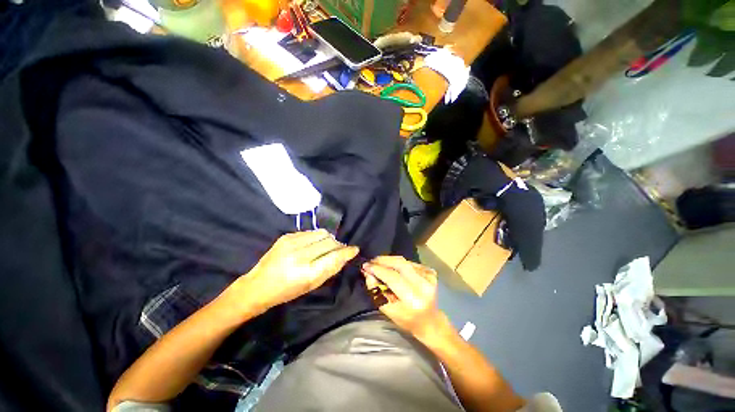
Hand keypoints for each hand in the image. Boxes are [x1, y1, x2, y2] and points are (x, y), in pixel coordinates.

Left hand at [231, 230, 358, 314]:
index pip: (334, 257)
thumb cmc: (287, 291)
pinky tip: (312, 245)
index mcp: (306, 273)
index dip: (347, 252)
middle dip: (338, 245)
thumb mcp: (312, 285)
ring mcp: (291, 243)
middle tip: (339, 250)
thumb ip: (331, 269)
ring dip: (328, 239)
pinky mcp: (286, 236)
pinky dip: (316, 237)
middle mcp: (299, 255)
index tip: (354, 249)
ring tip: (325, 247)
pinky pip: (310, 232)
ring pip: (322, 233)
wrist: (258, 285)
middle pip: (330, 241)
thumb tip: (346, 254)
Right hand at [362, 256, 449, 342]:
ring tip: (379, 263)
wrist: (430, 321)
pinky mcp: (431, 272)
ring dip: (390, 260)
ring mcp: (429, 277)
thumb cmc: (407, 320)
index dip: (378, 269)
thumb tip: (367, 272)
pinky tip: (392, 267)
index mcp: (413, 299)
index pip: (393, 277)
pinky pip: (410, 262)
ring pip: (404, 261)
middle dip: (383, 260)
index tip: (365, 265)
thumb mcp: (388, 310)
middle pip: (400, 263)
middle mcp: (423, 285)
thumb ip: (376, 291)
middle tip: (372, 261)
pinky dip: (398, 263)